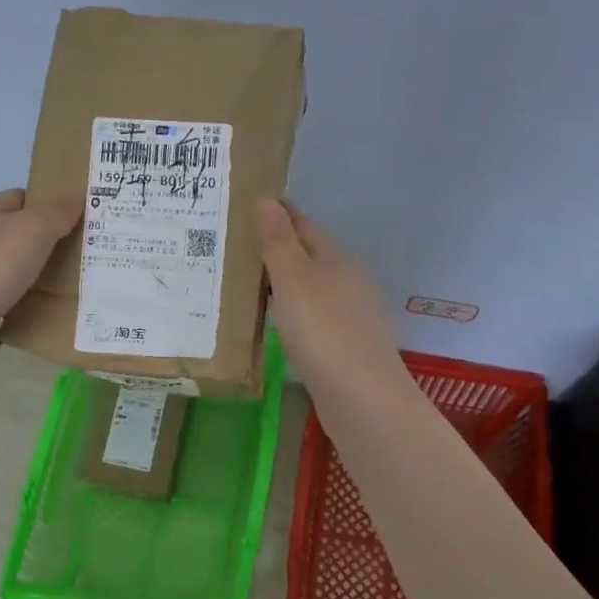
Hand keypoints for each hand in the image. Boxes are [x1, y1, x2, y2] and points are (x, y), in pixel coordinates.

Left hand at [0, 188, 81, 325]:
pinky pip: (9, 297)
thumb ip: (57, 212)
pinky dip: (27, 301)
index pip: (22, 198)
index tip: (81, 219)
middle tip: (86, 253)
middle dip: (51, 242)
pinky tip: (48, 309)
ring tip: (75, 282)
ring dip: (40, 274)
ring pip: (15, 267)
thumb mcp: (33, 229)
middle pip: (20, 234)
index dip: (51, 204)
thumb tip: (77, 198)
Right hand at [257, 198, 405, 393]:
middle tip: (236, 247)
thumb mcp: (294, 279)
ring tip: (247, 285)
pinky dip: (292, 313)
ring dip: (284, 284)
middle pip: (309, 257)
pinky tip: (276, 324)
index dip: (278, 214)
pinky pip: (312, 318)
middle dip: (278, 249)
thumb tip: (268, 199)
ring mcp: (351, 316)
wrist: (362, 399)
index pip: (303, 226)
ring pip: (311, 289)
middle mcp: (348, 282)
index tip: (248, 206)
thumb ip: (279, 241)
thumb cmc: (323, 331)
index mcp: (337, 259)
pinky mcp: (346, 348)